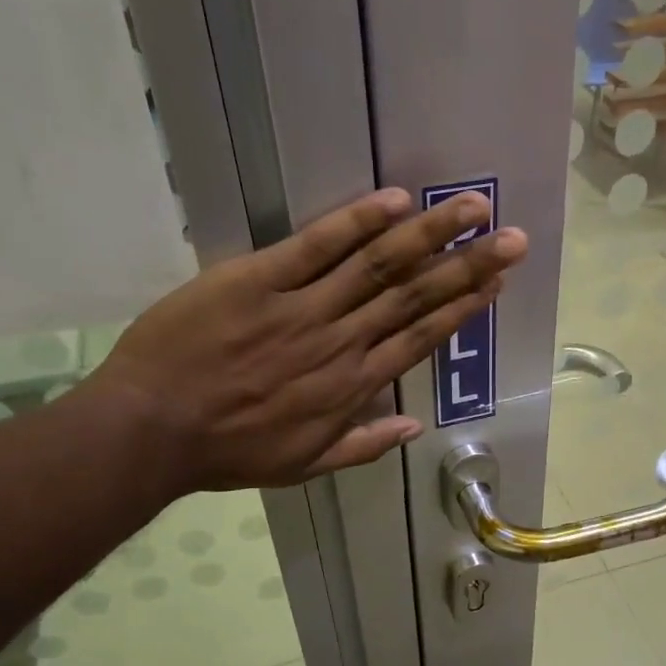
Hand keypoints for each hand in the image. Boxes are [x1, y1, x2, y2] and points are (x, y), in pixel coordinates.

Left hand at [86, 187, 524, 492]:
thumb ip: (363, 445)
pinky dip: (355, 222)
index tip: (497, 283)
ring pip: (378, 265)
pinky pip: (315, 246)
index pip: (420, 338)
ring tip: (472, 208)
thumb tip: (414, 427)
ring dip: (430, 234)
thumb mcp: (303, 465)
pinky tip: (394, 200)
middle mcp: (341, 342)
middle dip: (468, 265)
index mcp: (352, 386)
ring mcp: (302, 307)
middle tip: (512, 238)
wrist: (153, 429)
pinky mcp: (258, 279)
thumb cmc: (229, 451)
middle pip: (415, 296)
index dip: (463, 308)